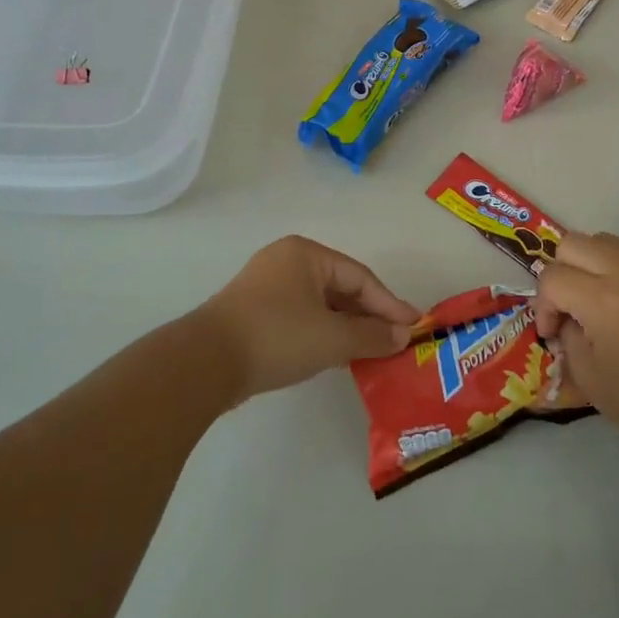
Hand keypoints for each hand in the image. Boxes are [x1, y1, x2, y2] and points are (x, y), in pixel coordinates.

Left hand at [195, 235, 418, 402]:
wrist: (205, 363)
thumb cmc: (277, 336)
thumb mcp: (332, 338)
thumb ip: (372, 335)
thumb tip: (402, 336)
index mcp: (306, 254)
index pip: (360, 277)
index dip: (389, 304)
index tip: (413, 326)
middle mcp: (286, 261)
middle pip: (340, 288)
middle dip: (368, 316)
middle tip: (394, 341)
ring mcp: (266, 286)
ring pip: (320, 305)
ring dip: (346, 327)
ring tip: (371, 351)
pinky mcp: (253, 312)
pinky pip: (300, 317)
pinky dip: (322, 333)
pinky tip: (336, 355)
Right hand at [532, 232, 618, 445]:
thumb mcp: (584, 372)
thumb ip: (566, 331)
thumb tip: (564, 315)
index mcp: (603, 300)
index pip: (552, 276)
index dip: (543, 304)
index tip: (553, 330)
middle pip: (573, 243)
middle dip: (562, 272)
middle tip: (570, 304)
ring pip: (605, 240)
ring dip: (591, 264)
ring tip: (600, 297)